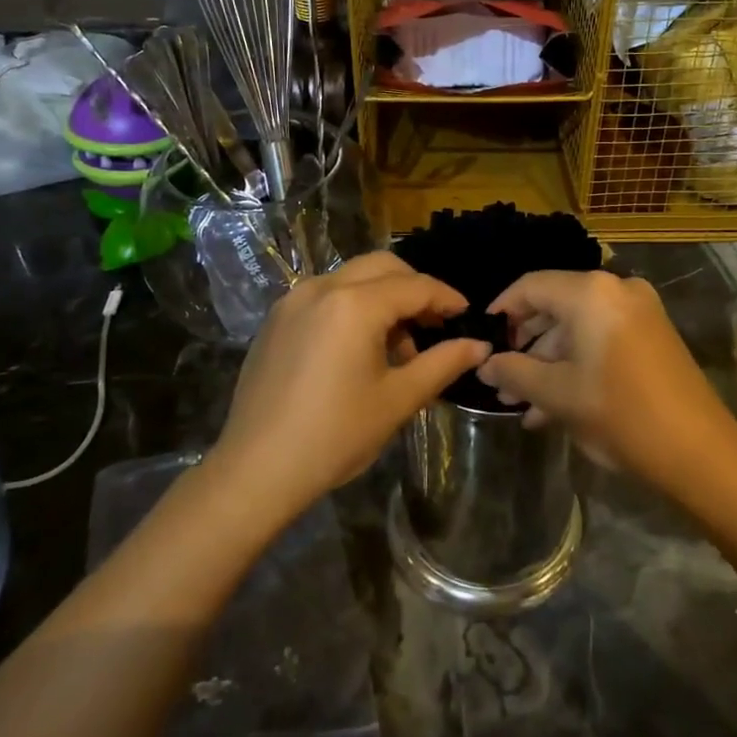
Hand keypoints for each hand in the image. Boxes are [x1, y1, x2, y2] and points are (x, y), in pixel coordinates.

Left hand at [211, 252, 491, 524]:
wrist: (256, 469)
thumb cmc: (335, 435)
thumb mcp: (398, 400)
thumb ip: (443, 364)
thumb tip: (480, 345)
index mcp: (355, 304)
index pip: (415, 286)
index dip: (446, 298)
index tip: (467, 315)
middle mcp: (322, 288)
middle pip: (382, 266)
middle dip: (414, 288)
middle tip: (434, 324)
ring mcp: (293, 300)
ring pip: (352, 278)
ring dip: (383, 296)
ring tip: (398, 345)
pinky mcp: (276, 319)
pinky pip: (326, 295)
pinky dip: (353, 306)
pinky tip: (359, 348)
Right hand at [476, 270, 736, 487]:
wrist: (699, 451)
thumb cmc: (619, 413)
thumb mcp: (557, 394)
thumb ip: (514, 372)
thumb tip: (485, 364)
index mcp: (591, 293)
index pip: (531, 287)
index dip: (502, 310)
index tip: (483, 338)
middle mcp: (616, 290)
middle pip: (555, 307)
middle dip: (525, 346)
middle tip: (500, 379)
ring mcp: (639, 312)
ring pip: (578, 328)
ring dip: (548, 362)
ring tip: (522, 403)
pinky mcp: (653, 336)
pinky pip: (601, 339)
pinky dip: (577, 363)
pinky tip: (552, 406)